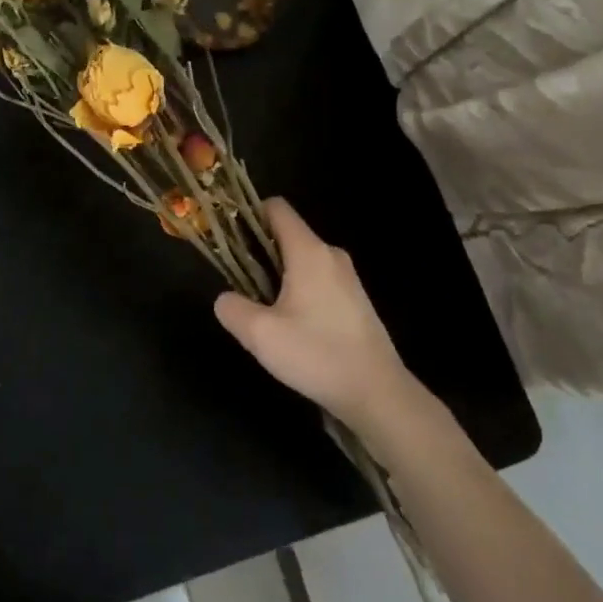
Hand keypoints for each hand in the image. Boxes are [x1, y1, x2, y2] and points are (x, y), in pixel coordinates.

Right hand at [214, 198, 411, 429]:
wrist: (376, 392)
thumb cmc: (316, 354)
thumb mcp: (260, 334)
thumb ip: (232, 308)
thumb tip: (226, 298)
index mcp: (309, 252)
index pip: (277, 209)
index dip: (249, 215)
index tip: (229, 240)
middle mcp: (331, 255)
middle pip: (288, 235)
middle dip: (258, 252)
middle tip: (239, 286)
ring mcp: (348, 278)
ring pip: (302, 261)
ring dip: (277, 276)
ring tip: (263, 311)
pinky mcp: (355, 300)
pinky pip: (318, 281)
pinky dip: (298, 291)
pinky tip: (291, 326)